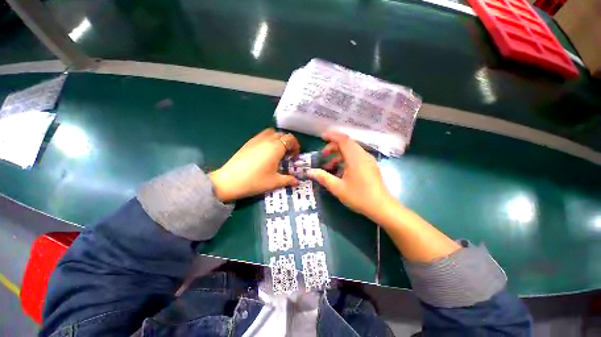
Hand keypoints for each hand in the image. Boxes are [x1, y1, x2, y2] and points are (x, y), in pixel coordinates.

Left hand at [209, 128, 299, 202]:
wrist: (229, 181)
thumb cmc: (255, 181)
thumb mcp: (274, 182)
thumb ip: (288, 180)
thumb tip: (297, 181)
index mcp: (276, 147)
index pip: (290, 139)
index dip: (295, 146)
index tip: (294, 157)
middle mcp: (267, 140)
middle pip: (281, 134)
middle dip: (287, 143)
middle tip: (287, 155)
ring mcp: (256, 140)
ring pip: (271, 133)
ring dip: (277, 139)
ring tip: (277, 152)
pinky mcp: (248, 143)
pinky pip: (262, 136)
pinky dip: (268, 140)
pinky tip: (265, 153)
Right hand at [307, 131, 392, 219]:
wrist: (381, 207)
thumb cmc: (359, 196)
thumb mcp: (337, 188)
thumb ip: (323, 177)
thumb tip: (309, 171)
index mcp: (355, 158)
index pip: (343, 139)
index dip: (332, 136)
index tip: (321, 137)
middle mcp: (363, 155)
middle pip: (347, 144)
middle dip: (333, 147)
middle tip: (323, 155)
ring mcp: (368, 160)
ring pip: (351, 151)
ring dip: (339, 155)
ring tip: (329, 166)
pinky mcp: (370, 166)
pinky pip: (356, 157)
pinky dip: (346, 160)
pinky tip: (340, 171)